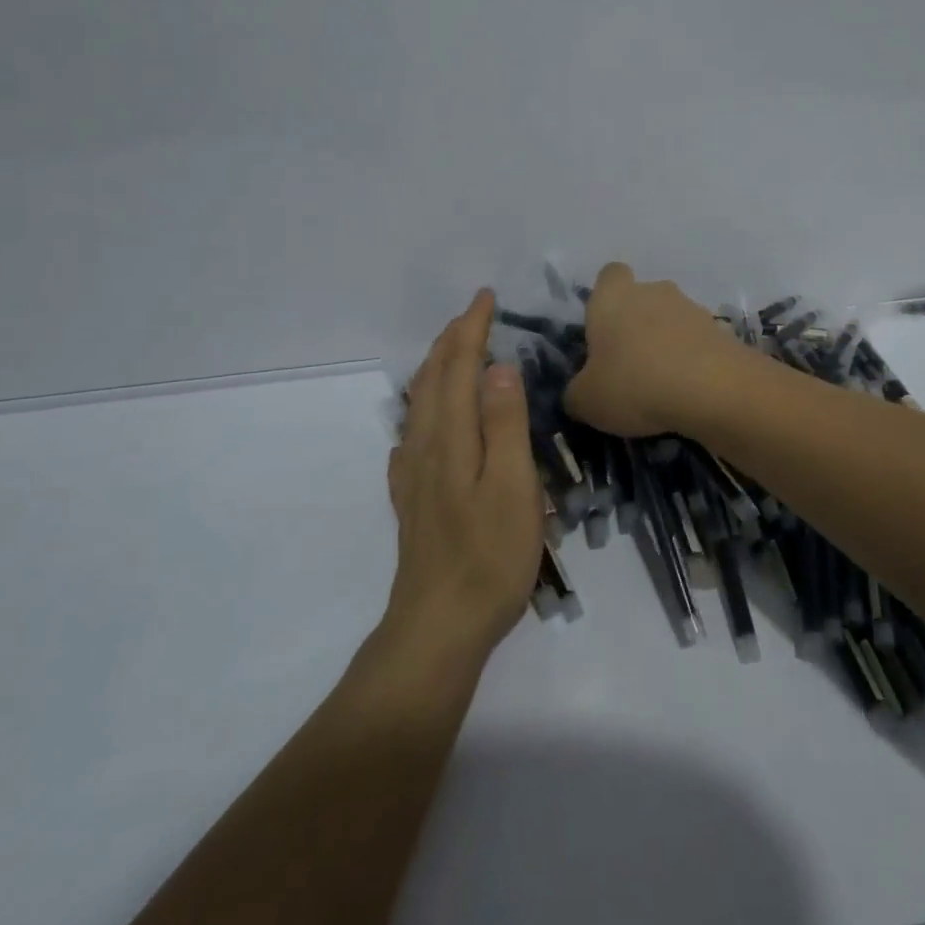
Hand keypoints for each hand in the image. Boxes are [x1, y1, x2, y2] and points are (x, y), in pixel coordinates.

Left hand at [386, 290, 544, 654]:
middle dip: (451, 340)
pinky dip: (424, 411)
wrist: (438, 627)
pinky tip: (426, 424)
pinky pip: (413, 437)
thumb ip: (506, 425)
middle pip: (432, 379)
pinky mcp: (411, 501)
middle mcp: (425, 447)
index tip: (486, 298)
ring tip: (453, 353)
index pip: (458, 367)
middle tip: (474, 314)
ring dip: (436, 369)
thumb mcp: (513, 487)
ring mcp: (412, 475)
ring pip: (419, 406)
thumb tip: (499, 368)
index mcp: (451, 438)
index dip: (471, 329)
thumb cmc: (489, 556)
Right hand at [563, 262, 751, 436]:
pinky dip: (693, 361)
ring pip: (672, 320)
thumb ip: (577, 393)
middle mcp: (653, 291)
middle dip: (637, 325)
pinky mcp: (722, 331)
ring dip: (667, 343)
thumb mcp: (587, 400)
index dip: (605, 298)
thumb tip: (580, 394)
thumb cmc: (635, 384)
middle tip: (629, 365)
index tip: (602, 330)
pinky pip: (698, 342)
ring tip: (662, 385)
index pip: (609, 276)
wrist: (713, 389)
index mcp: (613, 297)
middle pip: (642, 298)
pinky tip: (689, 392)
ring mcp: (692, 308)